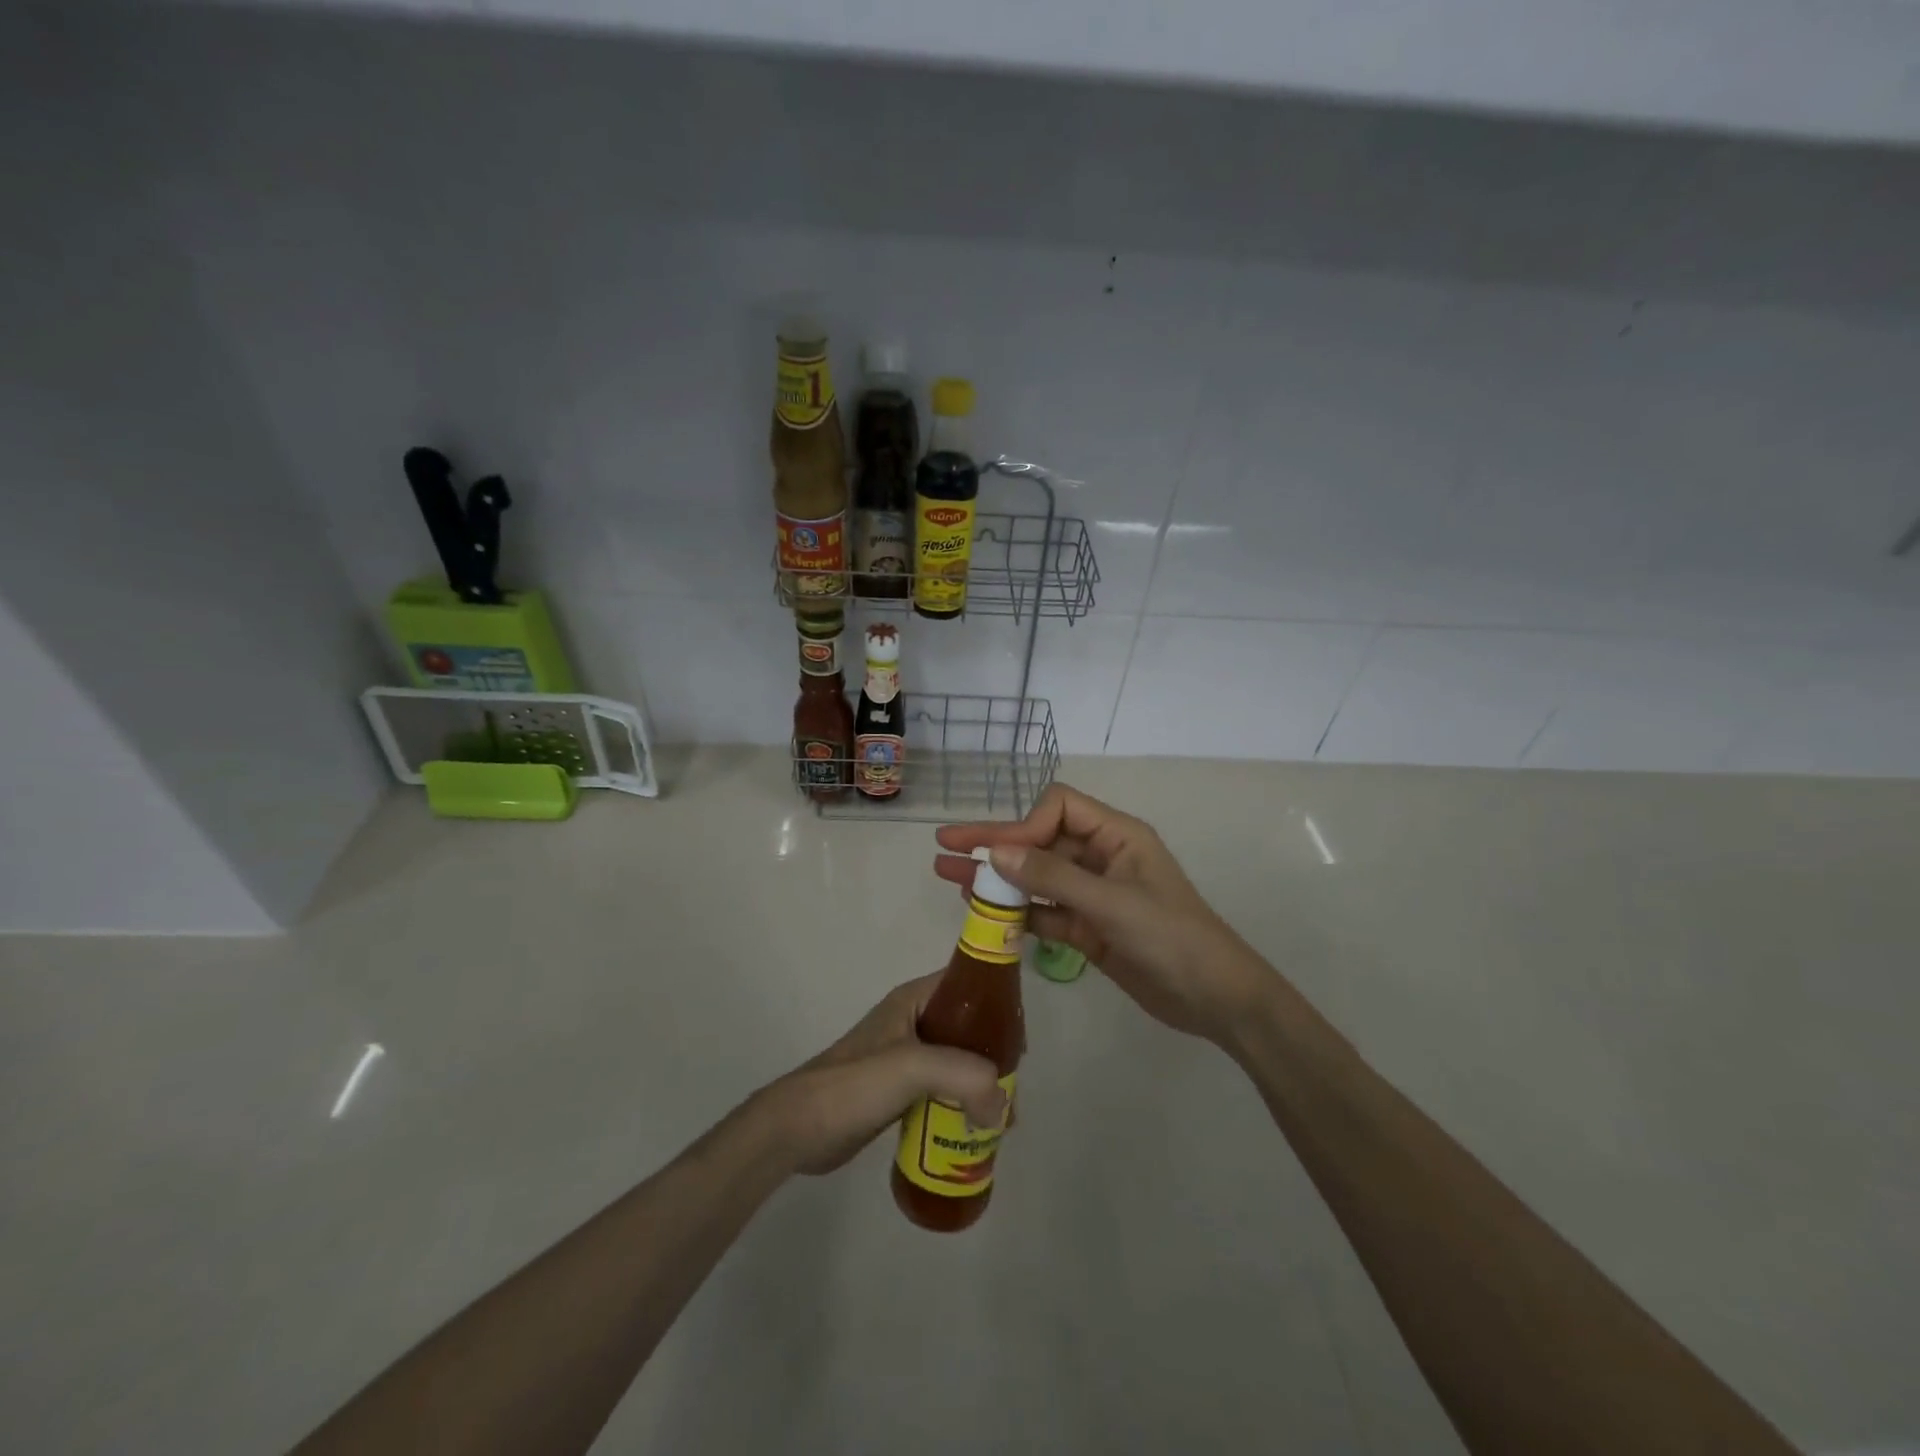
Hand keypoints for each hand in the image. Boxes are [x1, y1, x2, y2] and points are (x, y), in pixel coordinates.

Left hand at [763, 974, 1005, 1176]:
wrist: (799, 1129)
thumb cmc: (854, 1084)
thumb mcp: (912, 1067)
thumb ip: (963, 1076)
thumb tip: (1002, 1106)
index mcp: (914, 1000)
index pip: (968, 985)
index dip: (999, 1005)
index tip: (1022, 1044)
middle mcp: (913, 1022)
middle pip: (969, 1029)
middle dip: (995, 1057)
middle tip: (1013, 1094)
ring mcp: (905, 1057)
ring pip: (958, 1063)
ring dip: (982, 1086)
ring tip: (1002, 1121)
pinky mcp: (899, 1091)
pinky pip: (943, 1091)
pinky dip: (962, 1105)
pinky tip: (976, 1132)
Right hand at [936, 784, 1273, 1046]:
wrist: (1216, 1000)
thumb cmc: (1173, 939)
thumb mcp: (1112, 904)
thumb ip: (1053, 877)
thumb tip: (995, 851)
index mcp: (1116, 835)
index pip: (1058, 807)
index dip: (1025, 824)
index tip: (1001, 854)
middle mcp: (1101, 857)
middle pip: (1040, 839)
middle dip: (994, 841)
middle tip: (944, 844)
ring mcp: (1093, 893)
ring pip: (1036, 877)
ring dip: (997, 877)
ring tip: (947, 875)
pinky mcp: (1088, 928)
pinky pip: (1045, 911)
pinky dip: (1017, 911)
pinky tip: (982, 911)